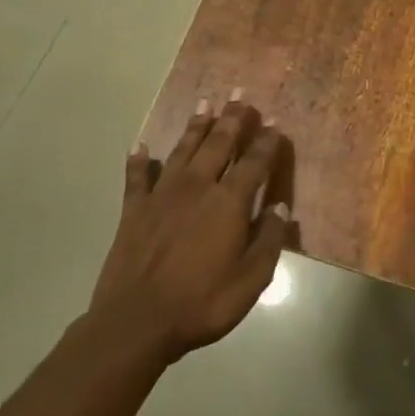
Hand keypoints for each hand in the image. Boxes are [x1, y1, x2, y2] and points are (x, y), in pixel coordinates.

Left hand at [90, 95, 293, 363]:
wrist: (136, 322)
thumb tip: (281, 207)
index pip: (254, 162)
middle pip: (218, 144)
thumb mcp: (251, 280)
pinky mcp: (133, 209)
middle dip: (232, 118)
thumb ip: (269, 240)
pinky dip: (139, 160)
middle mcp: (197, 187)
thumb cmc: (202, 303)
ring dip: (196, 126)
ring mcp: (162, 195)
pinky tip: (140, 146)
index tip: (274, 121)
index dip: (266, 141)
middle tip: (239, 93)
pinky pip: (136, 177)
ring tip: (205, 104)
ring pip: (183, 150)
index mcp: (229, 203)